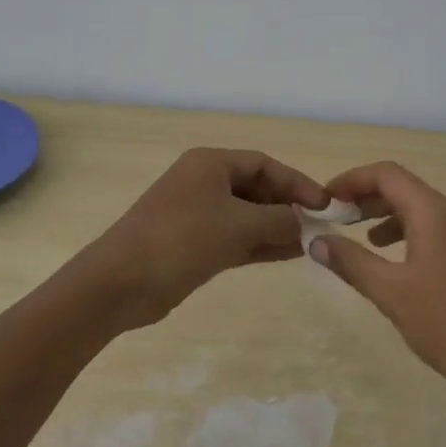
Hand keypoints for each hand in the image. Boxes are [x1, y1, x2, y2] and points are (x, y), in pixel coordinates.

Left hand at [89, 148, 329, 328]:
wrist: (121, 283)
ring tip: (311, 243)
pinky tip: (288, 254)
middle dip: (287, 206)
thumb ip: (278, 220)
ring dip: (276, 227)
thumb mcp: (238, 226)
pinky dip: (259, 244)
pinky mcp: (192, 243)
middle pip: (256, 188)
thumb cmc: (181, 240)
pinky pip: (235, 237)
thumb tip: (304, 222)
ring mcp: (196, 214)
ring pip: (247, 215)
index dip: (296, 182)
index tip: (324, 205)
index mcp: (210, 164)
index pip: (264, 164)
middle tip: (320, 226)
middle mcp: (203, 182)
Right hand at [308, 162, 445, 410]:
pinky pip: (440, 231)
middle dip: (367, 198)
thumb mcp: (392, 294)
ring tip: (363, 241)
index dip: (351, 179)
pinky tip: (400, 267)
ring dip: (388, 217)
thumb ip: (351, 262)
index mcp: (436, 213)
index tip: (326, 200)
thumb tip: (316, 240)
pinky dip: (411, 235)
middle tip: (337, 219)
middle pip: (405, 188)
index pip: (387, 174)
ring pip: (423, 210)